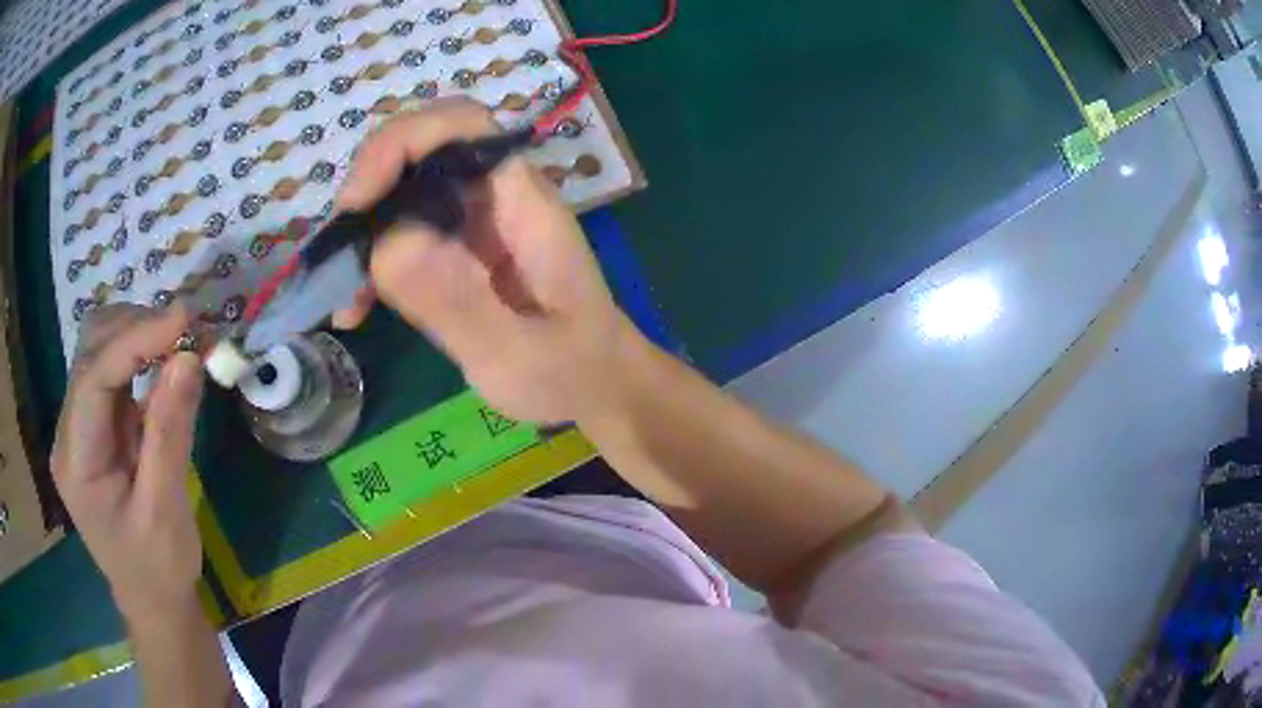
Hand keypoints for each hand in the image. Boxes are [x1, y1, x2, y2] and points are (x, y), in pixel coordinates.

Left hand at [52, 304, 204, 618]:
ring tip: (180, 340)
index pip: (93, 378)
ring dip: (138, 335)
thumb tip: (189, 358)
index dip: (135, 340)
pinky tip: (166, 360)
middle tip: (187, 329)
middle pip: (90, 352)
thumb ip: (170, 434)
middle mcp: (68, 433)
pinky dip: (141, 355)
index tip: (184, 318)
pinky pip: (112, 372)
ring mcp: (79, 427)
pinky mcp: (96, 426)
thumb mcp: (166, 510)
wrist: (152, 602)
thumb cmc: (158, 569)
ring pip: (99, 350)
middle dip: (135, 329)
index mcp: (75, 461)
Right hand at [333, 99, 644, 423]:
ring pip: (405, 191)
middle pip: (422, 150)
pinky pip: (404, 234)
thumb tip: (388, 244)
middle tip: (337, 251)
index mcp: (523, 203)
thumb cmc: (573, 370)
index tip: (358, 200)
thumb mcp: (517, 354)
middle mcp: (495, 196)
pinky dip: (372, 263)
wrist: (598, 384)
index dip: (403, 141)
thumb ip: (458, 303)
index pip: (463, 126)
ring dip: (363, 232)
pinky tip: (357, 310)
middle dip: (369, 188)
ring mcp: (474, 221)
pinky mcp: (458, 250)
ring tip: (344, 294)